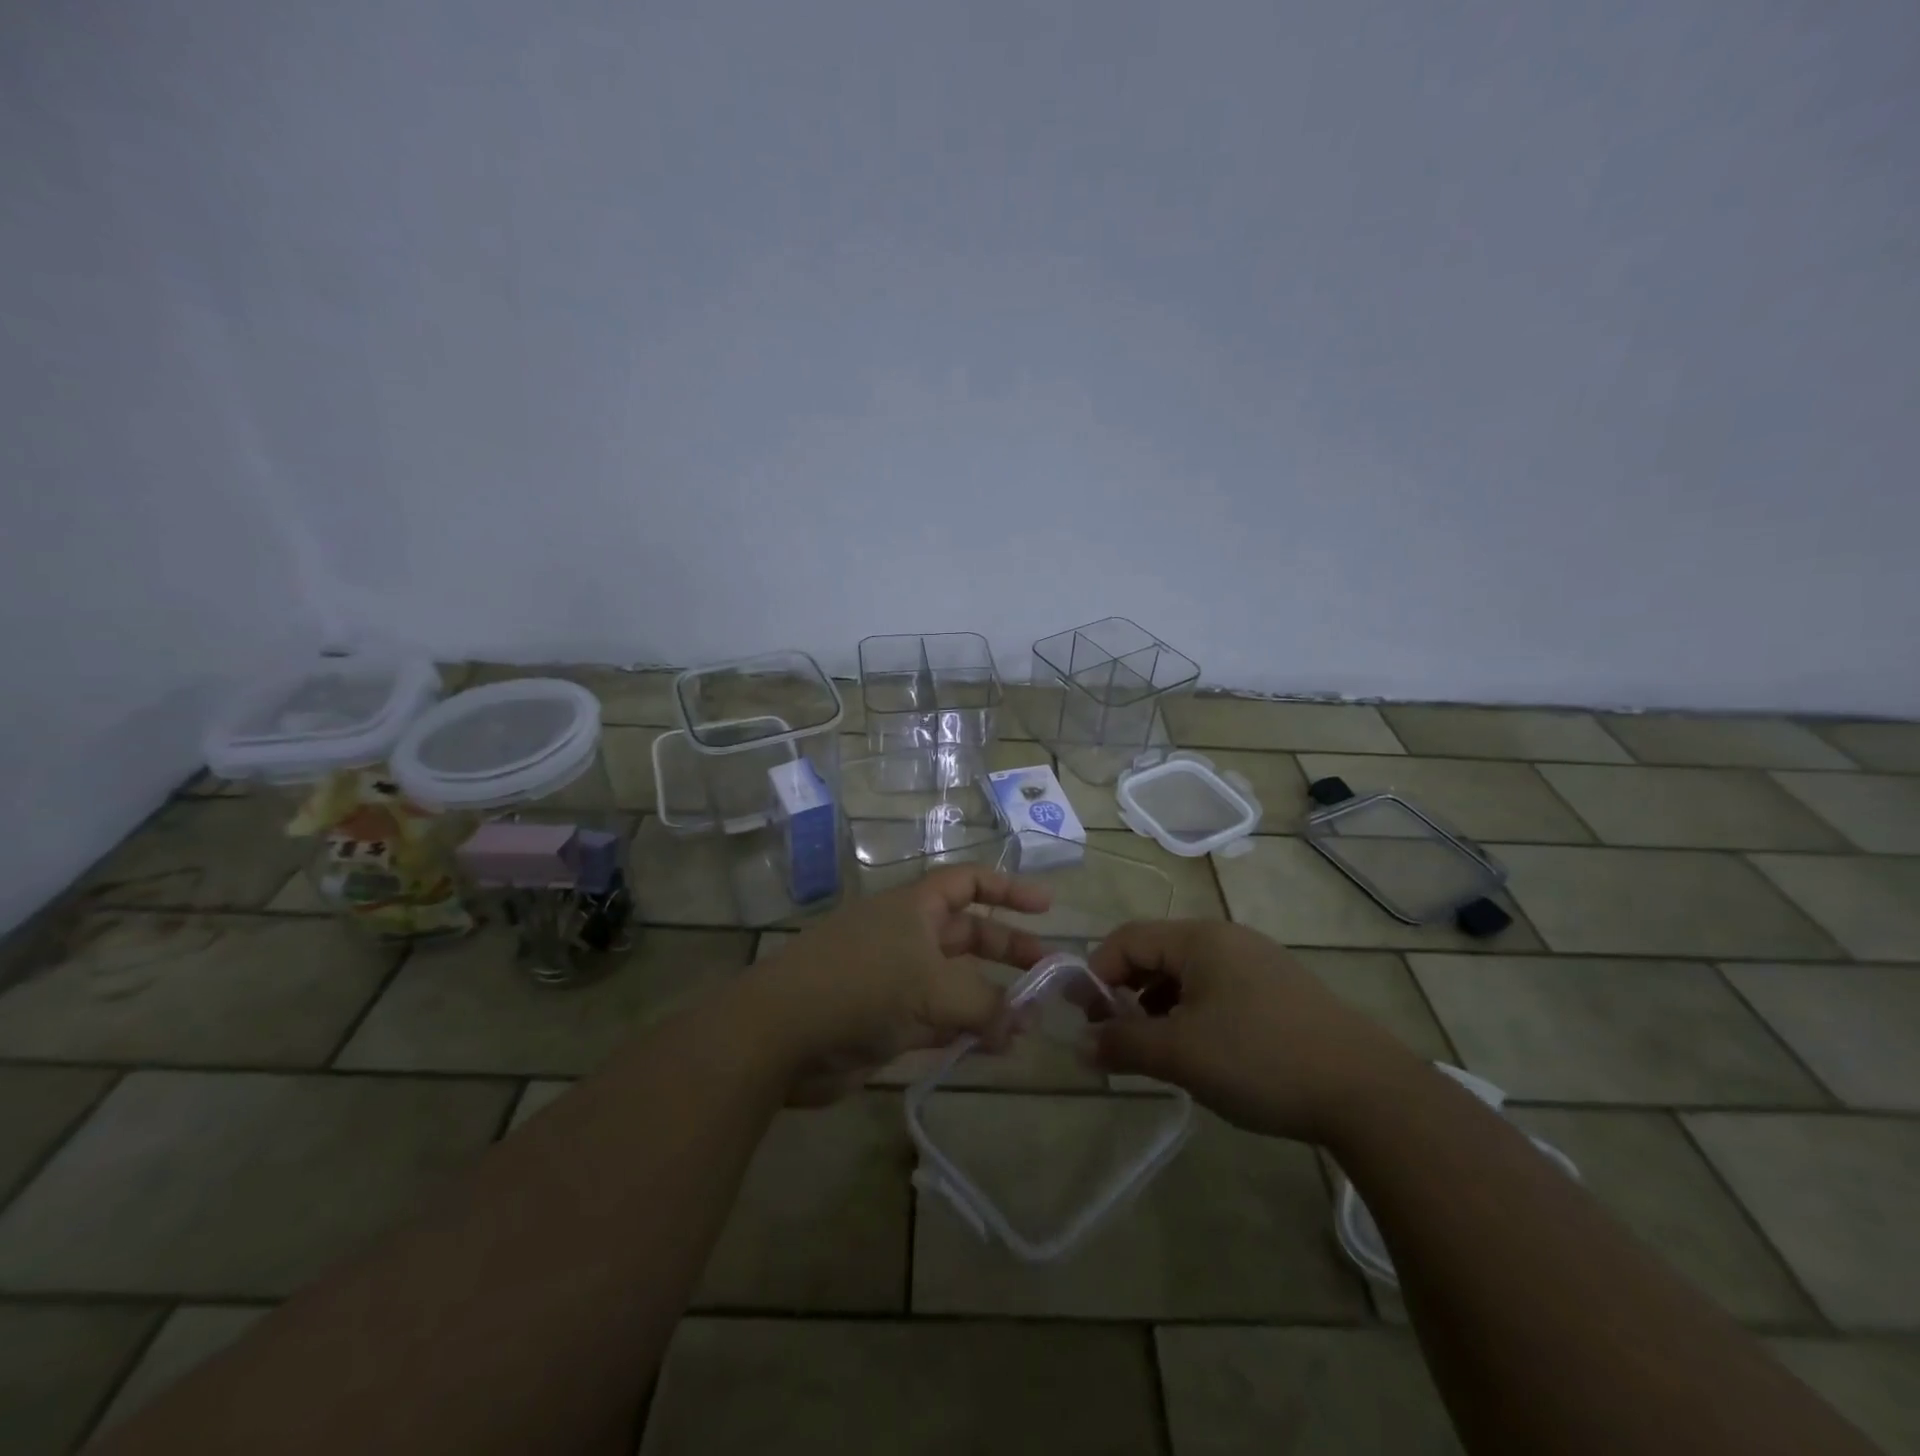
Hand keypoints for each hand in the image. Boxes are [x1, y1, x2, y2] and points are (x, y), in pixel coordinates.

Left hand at [746, 866, 1052, 1104]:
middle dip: (1009, 951)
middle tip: (1049, 975)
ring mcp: (894, 978)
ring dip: (991, 999)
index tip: (1047, 907)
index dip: (1008, 890)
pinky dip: (965, 1030)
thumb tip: (1022, 1022)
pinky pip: (938, 1019)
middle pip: (968, 934)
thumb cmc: (861, 986)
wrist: (781, 1035)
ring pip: (955, 982)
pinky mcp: (885, 1021)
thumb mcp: (933, 987)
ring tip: (1028, 1023)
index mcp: (914, 907)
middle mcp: (906, 935)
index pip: (968, 883)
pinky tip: (994, 1049)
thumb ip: (985, 1004)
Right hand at [1088, 920, 1424, 1141]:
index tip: (1084, 1018)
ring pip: (1187, 975)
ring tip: (1153, 1049)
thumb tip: (1081, 1046)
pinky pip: (1217, 991)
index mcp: (1200, 938)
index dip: (1097, 973)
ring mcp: (1258, 963)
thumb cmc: (1261, 1059)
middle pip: (1156, 953)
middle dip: (1126, 992)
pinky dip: (1192, 1014)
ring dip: (1158, 1006)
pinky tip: (1199, 1052)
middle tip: (1114, 1036)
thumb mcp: (1181, 1054)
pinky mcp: (1280, 992)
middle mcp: (1227, 939)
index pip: (1127, 939)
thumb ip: (1124, 1043)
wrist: (1370, 1093)